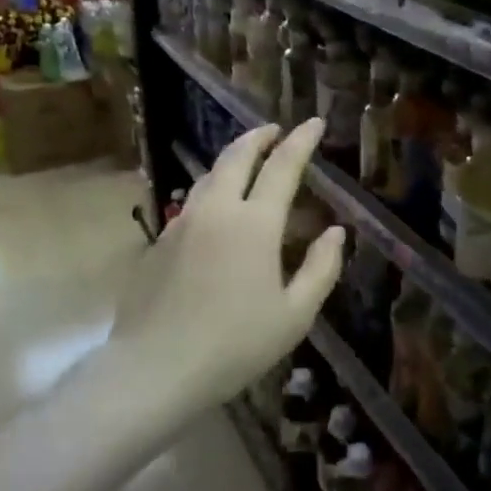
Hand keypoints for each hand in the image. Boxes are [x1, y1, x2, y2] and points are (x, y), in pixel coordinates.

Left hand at [110, 119, 344, 416]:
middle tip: (275, 130)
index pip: (282, 166)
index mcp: (255, 223)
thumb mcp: (294, 315)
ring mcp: (182, 223)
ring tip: (247, 160)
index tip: (314, 122)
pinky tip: (216, 210)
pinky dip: (211, 190)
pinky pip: (191, 202)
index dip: (301, 141)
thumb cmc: (235, 344)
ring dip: (232, 159)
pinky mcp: (159, 242)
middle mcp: (217, 210)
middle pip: (237, 156)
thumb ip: (320, 269)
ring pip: (209, 175)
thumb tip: (335, 232)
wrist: (155, 367)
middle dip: (259, 137)